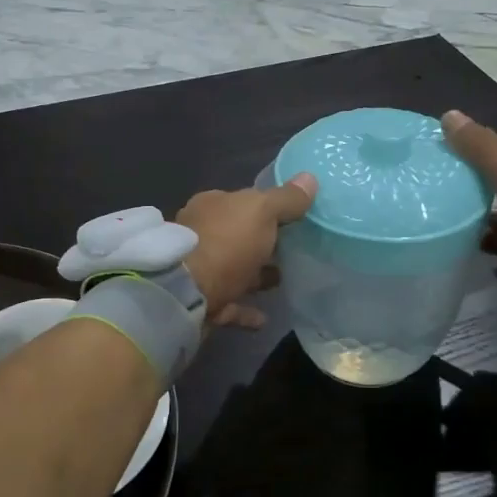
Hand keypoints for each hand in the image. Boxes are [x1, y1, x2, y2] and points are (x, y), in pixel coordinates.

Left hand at [177, 175, 316, 327]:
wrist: (186, 293)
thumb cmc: (226, 243)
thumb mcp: (262, 211)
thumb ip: (286, 199)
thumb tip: (310, 178)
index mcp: (212, 206)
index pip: (243, 202)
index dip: (267, 208)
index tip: (294, 218)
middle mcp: (202, 235)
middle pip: (238, 237)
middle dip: (261, 243)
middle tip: (294, 250)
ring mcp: (200, 270)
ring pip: (233, 271)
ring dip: (255, 276)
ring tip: (283, 280)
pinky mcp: (201, 302)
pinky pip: (229, 305)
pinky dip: (246, 310)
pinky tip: (265, 318)